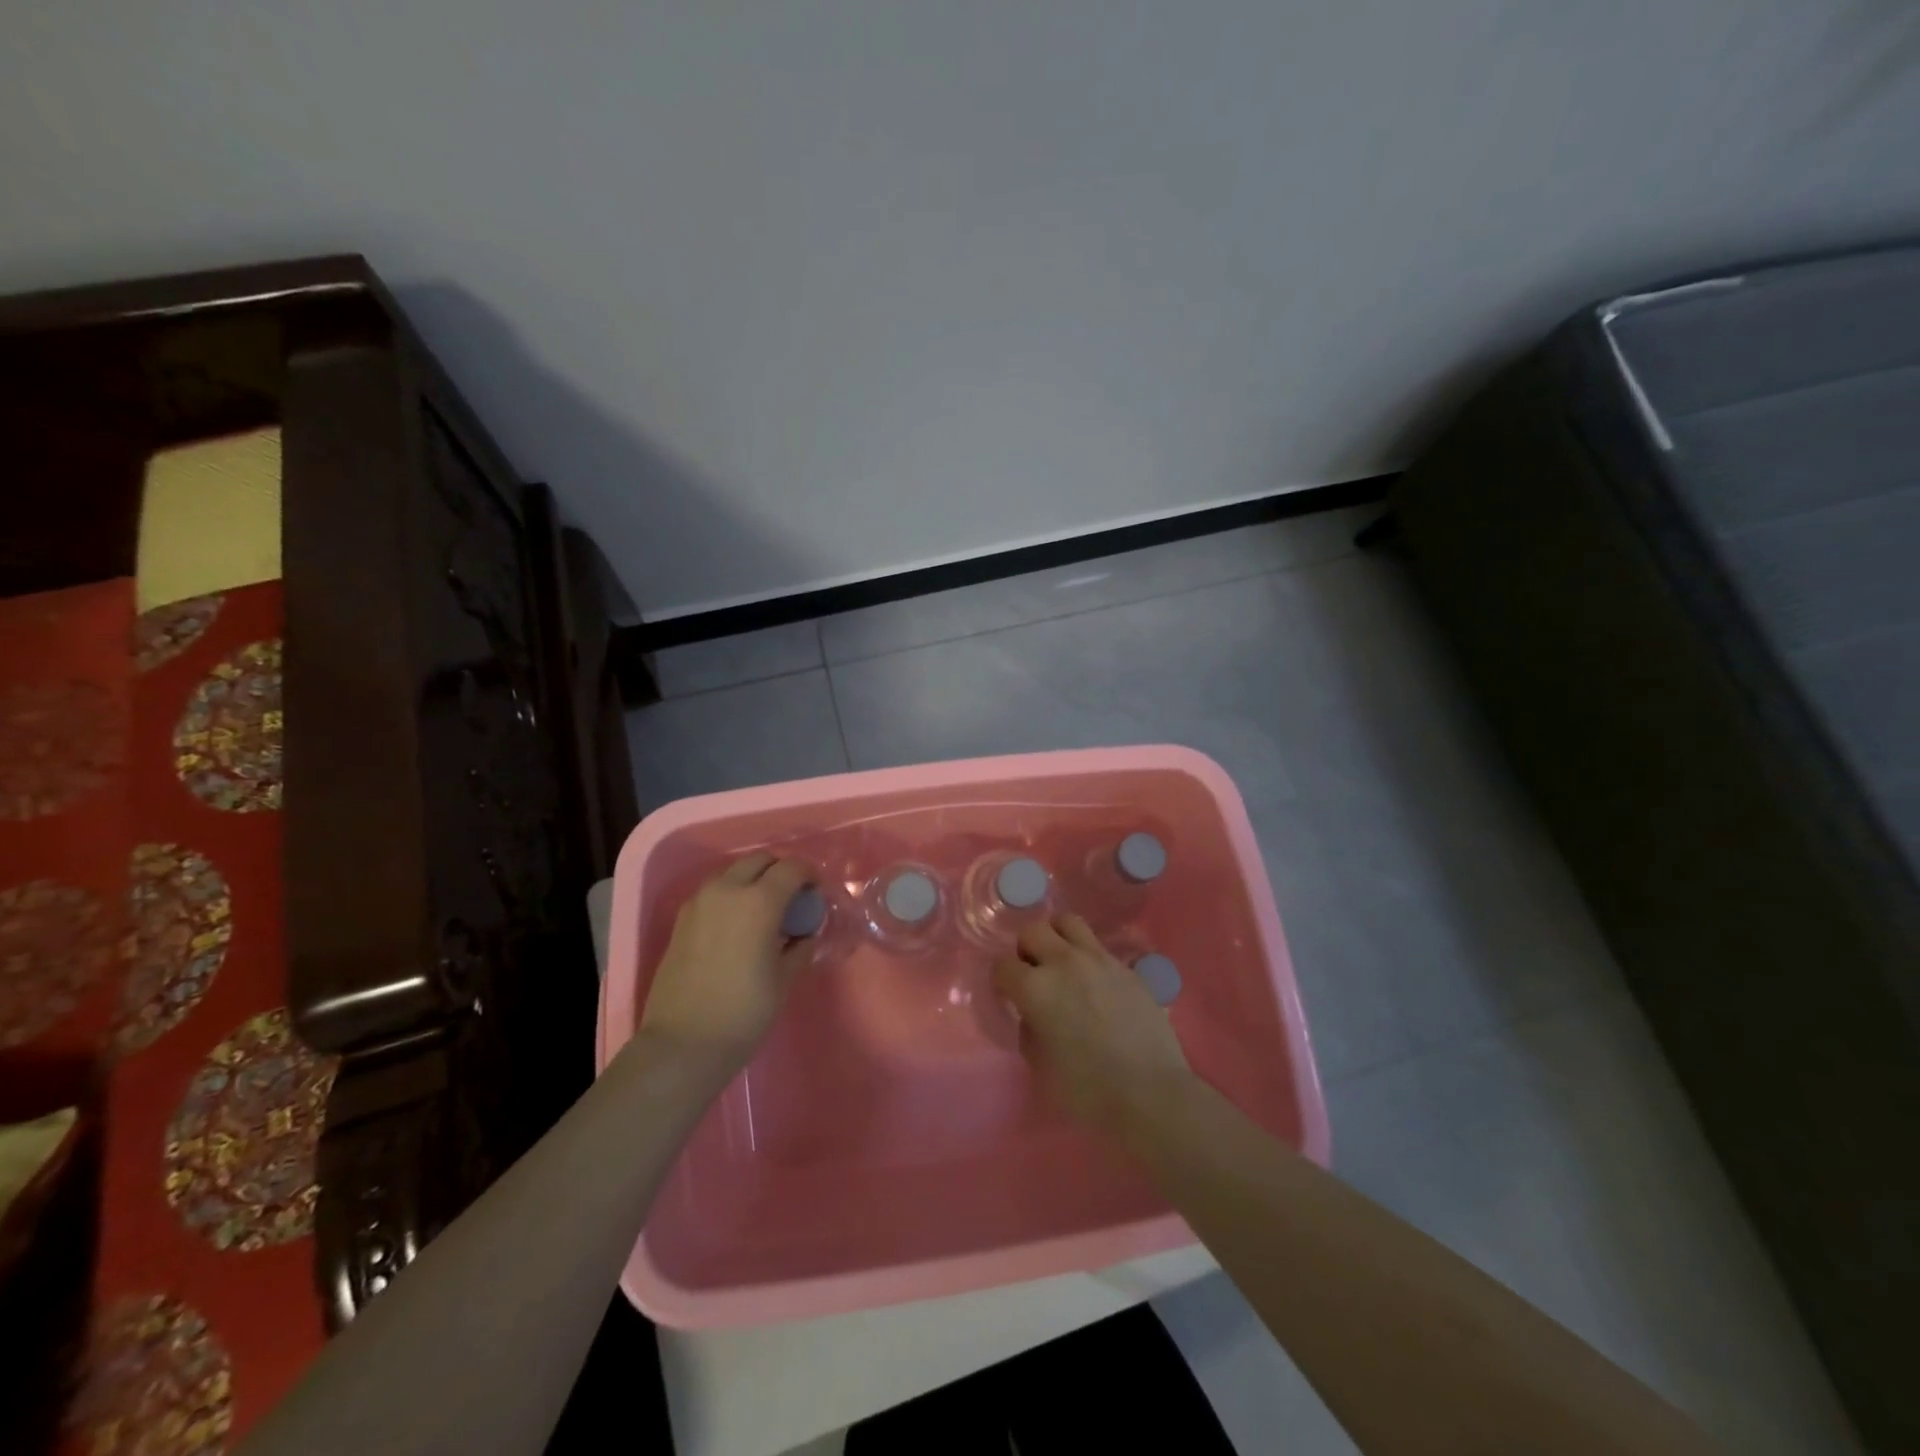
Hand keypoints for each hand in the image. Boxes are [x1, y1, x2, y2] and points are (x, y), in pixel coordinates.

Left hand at [638, 853, 813, 1075]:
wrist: (682, 1044)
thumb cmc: (743, 1012)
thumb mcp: (784, 980)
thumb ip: (800, 946)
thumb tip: (805, 933)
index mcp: (759, 901)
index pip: (792, 868)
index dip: (809, 876)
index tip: (817, 894)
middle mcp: (727, 890)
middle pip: (760, 860)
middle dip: (780, 871)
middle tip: (793, 898)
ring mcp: (700, 902)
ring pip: (734, 872)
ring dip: (754, 880)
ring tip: (765, 910)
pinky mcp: (682, 918)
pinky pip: (714, 891)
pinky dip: (732, 895)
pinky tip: (738, 924)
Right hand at [993, 914, 1192, 1138]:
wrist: (1151, 1093)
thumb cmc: (1088, 1090)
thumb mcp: (1041, 1065)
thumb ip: (1029, 1029)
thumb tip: (1032, 1014)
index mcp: (1035, 988)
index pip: (1002, 965)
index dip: (1001, 980)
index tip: (1008, 995)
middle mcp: (1063, 962)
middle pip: (1033, 931)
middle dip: (1026, 950)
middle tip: (1034, 974)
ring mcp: (1099, 959)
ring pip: (1067, 922)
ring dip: (1057, 938)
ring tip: (1062, 963)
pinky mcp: (1126, 967)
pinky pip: (1098, 946)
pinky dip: (1087, 956)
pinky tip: (1095, 983)